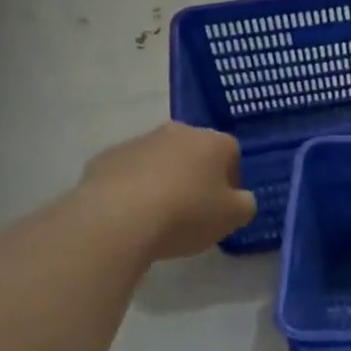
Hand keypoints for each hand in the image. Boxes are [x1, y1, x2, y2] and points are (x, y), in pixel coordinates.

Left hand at [83, 122, 255, 258]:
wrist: (117, 219)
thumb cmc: (186, 214)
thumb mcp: (233, 218)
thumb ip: (245, 204)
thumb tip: (239, 198)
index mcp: (212, 141)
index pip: (232, 153)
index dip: (232, 180)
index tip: (224, 205)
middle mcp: (176, 132)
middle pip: (195, 153)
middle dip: (197, 177)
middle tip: (195, 211)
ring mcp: (137, 142)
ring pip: (161, 161)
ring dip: (165, 182)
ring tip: (160, 217)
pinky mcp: (106, 158)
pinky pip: (130, 173)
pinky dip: (135, 189)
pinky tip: (133, 216)